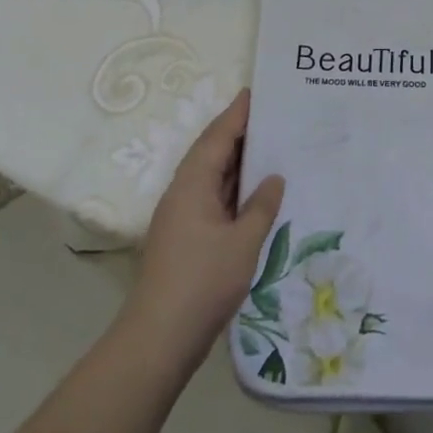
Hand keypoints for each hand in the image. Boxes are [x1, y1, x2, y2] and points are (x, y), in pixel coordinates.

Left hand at [121, 89, 283, 372]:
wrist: (158, 340)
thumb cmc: (202, 282)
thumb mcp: (243, 242)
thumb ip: (261, 206)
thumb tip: (273, 178)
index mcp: (192, 184)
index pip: (217, 137)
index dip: (237, 113)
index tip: (256, 92)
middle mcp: (183, 193)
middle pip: (212, 152)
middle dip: (239, 133)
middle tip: (273, 117)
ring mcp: (182, 218)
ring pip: (212, 177)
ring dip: (238, 162)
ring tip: (271, 146)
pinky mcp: (186, 239)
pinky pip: (214, 199)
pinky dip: (235, 189)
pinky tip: (256, 194)